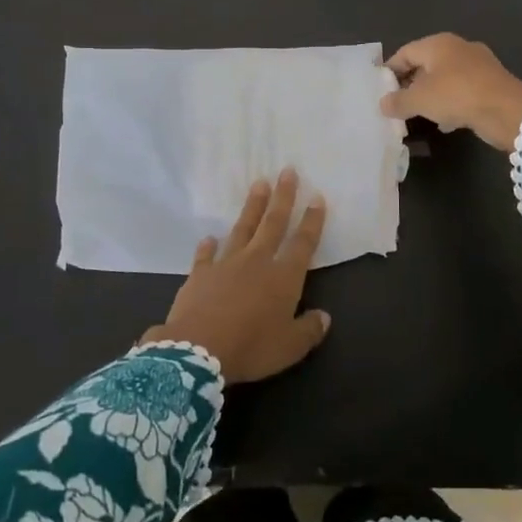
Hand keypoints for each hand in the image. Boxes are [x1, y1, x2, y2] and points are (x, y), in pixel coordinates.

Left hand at [138, 169, 330, 383]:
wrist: (197, 350)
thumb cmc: (251, 348)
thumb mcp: (290, 347)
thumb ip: (309, 330)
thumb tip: (324, 317)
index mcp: (283, 278)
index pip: (303, 243)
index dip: (312, 221)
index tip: (317, 197)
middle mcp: (257, 262)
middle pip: (273, 223)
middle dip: (283, 197)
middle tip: (288, 171)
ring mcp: (226, 264)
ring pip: (242, 228)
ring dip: (252, 206)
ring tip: (259, 184)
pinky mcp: (200, 274)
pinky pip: (206, 255)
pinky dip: (208, 246)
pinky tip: (209, 238)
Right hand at [380, 33, 521, 150]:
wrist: (507, 110)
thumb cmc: (457, 95)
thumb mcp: (420, 100)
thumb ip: (398, 101)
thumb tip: (383, 103)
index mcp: (438, 43)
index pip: (405, 52)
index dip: (390, 70)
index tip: (380, 90)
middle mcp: (458, 48)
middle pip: (425, 64)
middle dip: (410, 84)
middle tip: (397, 104)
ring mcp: (478, 64)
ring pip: (444, 79)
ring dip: (430, 96)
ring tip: (418, 115)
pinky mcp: (490, 83)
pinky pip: (462, 91)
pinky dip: (450, 103)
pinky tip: (445, 122)